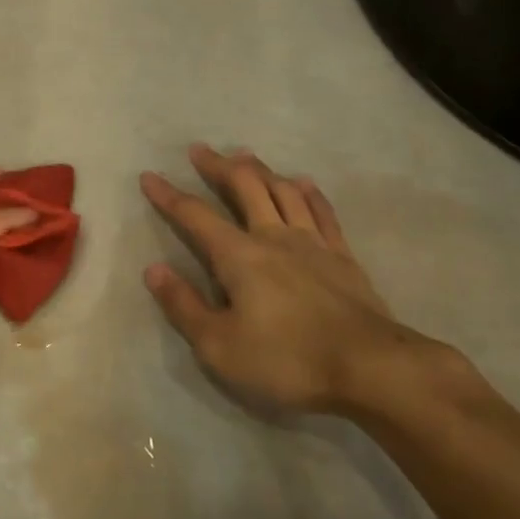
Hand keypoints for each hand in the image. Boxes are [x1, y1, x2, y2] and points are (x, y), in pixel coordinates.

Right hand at [140, 145, 458, 415]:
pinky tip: (303, 182)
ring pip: (283, 191)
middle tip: (200, 150)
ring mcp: (312, 243)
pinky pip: (322, 211)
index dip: (169, 196)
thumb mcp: (220, 346)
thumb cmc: (287, 361)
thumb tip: (154, 269)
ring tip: (245, 155)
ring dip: (260, 169)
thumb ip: (184, 306)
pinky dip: (308, 192)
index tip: (149, 176)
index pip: (195, 216)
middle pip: (244, 187)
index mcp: (239, 256)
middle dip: (218, 166)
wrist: (370, 368)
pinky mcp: (342, 256)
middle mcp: (273, 236)